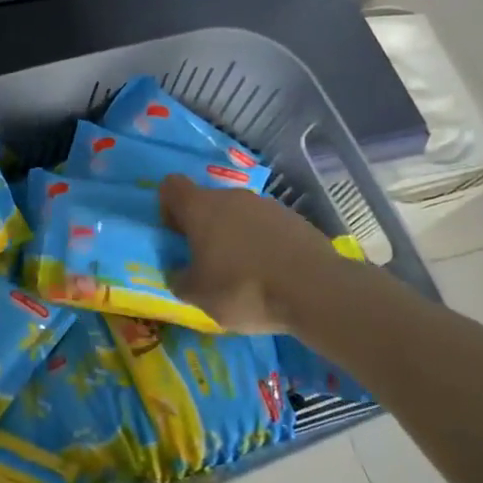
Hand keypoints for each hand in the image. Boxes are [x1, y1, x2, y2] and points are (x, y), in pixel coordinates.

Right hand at [160, 174, 346, 333]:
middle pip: (207, 202)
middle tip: (207, 263)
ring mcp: (267, 205)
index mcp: (201, 208)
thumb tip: (179, 272)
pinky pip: (266, 227)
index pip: (171, 186)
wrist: (315, 290)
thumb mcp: (197, 296)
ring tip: (243, 273)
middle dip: (203, 228)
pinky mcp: (295, 219)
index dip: (167, 208)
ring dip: (234, 236)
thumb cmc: (244, 289)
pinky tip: (271, 273)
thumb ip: (179, 279)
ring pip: (238, 214)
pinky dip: (262, 244)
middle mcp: (232, 197)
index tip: (176, 236)